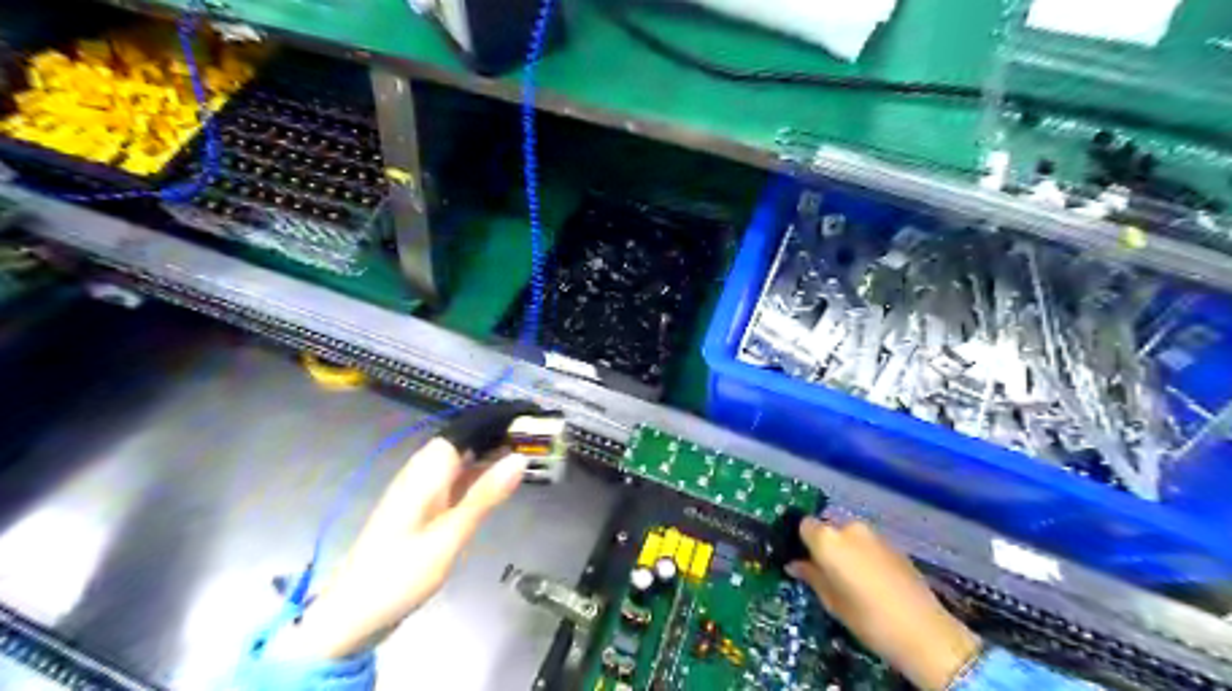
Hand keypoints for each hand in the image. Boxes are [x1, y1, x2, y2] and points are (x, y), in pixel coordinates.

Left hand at [269, 438, 525, 658]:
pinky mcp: (421, 507)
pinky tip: (497, 482)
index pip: (465, 429)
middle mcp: (421, 473)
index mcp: (426, 472)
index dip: (496, 420)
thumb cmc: (400, 576)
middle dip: (497, 435)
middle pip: (463, 441)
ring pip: (460, 460)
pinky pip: (455, 479)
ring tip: (527, 453)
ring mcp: (419, 490)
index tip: (530, 418)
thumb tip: (519, 458)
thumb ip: (485, 496)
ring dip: (490, 454)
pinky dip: (478, 476)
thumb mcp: (449, 537)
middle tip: (536, 438)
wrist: (352, 615)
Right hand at [788, 519, 981, 690]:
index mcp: (828, 539)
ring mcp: (874, 534)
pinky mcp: (894, 544)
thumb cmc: (867, 618)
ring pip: (849, 535)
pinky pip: (868, 544)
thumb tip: (794, 564)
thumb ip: (811, 576)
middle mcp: (849, 528)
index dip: (802, 542)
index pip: (804, 525)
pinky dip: (864, 555)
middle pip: (828, 529)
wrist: (924, 631)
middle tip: (826, 573)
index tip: (804, 560)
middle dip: (825, 546)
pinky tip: (872, 580)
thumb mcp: (831, 601)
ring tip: (851, 579)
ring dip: (846, 550)